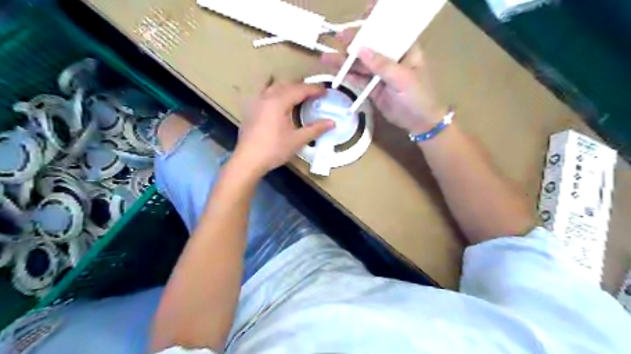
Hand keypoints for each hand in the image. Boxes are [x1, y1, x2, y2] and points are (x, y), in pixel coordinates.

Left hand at [233, 81, 333, 173]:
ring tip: (298, 94)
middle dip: (302, 87)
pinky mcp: (250, 109)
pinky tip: (276, 97)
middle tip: (314, 94)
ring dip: (288, 87)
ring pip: (274, 86)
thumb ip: (315, 129)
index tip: (325, 91)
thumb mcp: (297, 140)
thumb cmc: (274, 149)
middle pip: (287, 84)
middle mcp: (266, 97)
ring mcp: (256, 102)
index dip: (314, 89)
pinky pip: (264, 92)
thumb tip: (332, 123)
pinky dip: (274, 90)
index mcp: (279, 101)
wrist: (248, 160)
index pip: (300, 90)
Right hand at [321, 3, 447, 133]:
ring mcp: (380, 74)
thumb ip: (382, 65)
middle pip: (370, 45)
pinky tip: (336, 73)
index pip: (390, 29)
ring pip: (361, 63)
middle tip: (338, 38)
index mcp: (405, 49)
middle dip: (354, 41)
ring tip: (327, 58)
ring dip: (345, 61)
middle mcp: (391, 58)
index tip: (363, 13)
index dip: (377, 20)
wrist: (419, 123)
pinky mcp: (373, 88)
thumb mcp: (403, 79)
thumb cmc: (418, 97)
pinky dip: (348, 77)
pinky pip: (358, 80)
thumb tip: (361, 50)